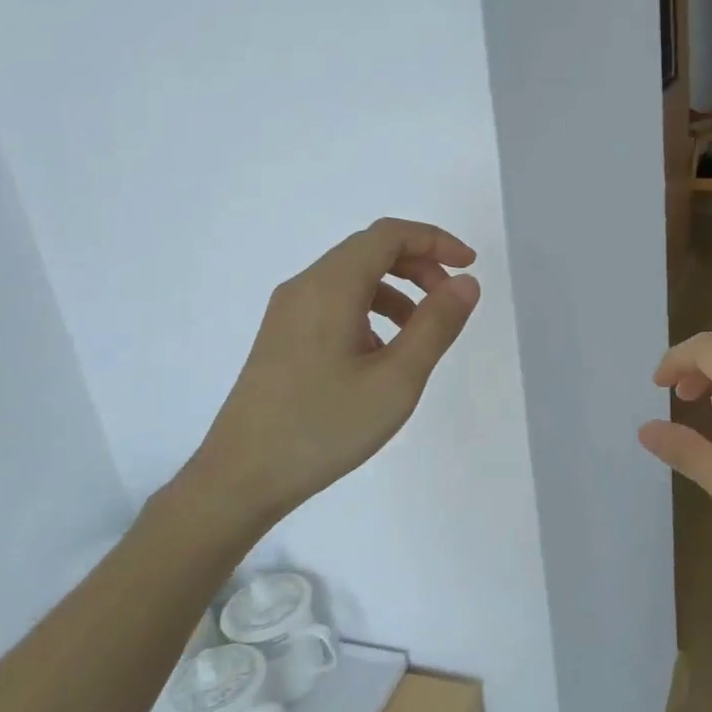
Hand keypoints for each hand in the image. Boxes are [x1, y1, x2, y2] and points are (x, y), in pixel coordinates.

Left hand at [173, 219, 480, 536]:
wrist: (242, 477)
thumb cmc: (324, 427)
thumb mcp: (396, 379)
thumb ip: (436, 325)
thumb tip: (466, 283)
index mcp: (330, 287)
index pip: (389, 235)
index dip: (435, 241)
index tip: (469, 267)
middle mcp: (305, 287)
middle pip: (369, 250)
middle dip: (419, 266)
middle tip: (450, 303)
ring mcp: (288, 312)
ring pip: (352, 278)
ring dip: (397, 291)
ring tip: (422, 334)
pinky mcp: (282, 337)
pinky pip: (335, 303)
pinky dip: (371, 311)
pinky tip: (382, 354)